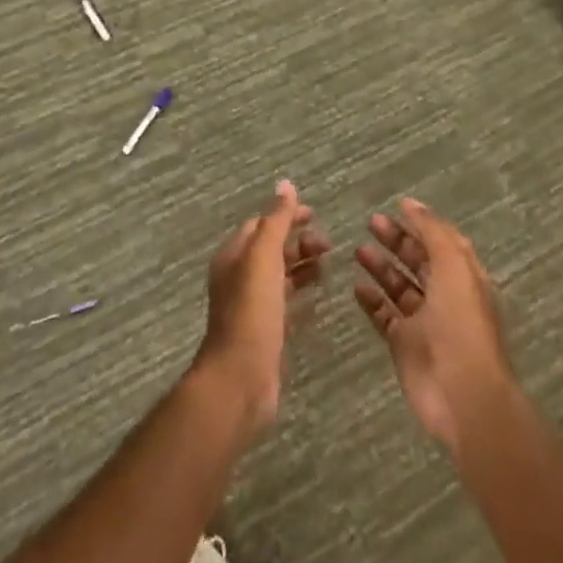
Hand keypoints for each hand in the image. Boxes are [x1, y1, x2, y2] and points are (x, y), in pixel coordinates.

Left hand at [196, 181, 329, 437]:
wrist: (240, 378)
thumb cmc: (251, 311)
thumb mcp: (263, 257)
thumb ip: (276, 221)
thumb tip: (285, 184)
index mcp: (234, 256)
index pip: (261, 224)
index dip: (286, 216)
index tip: (315, 215)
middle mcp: (240, 277)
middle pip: (272, 250)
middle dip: (298, 242)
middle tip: (328, 244)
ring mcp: (252, 307)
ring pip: (280, 277)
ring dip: (302, 267)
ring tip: (328, 267)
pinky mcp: (265, 334)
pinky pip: (285, 306)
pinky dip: (301, 296)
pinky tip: (319, 298)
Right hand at [354, 198, 516, 458]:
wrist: (462, 394)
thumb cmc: (461, 323)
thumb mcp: (453, 266)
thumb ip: (432, 232)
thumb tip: (411, 204)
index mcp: (464, 276)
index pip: (441, 242)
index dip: (421, 224)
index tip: (396, 206)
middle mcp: (445, 296)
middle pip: (418, 261)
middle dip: (397, 240)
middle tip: (370, 223)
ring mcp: (424, 322)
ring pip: (399, 287)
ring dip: (381, 267)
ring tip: (358, 250)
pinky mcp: (404, 345)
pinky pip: (384, 315)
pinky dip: (371, 300)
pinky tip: (356, 286)